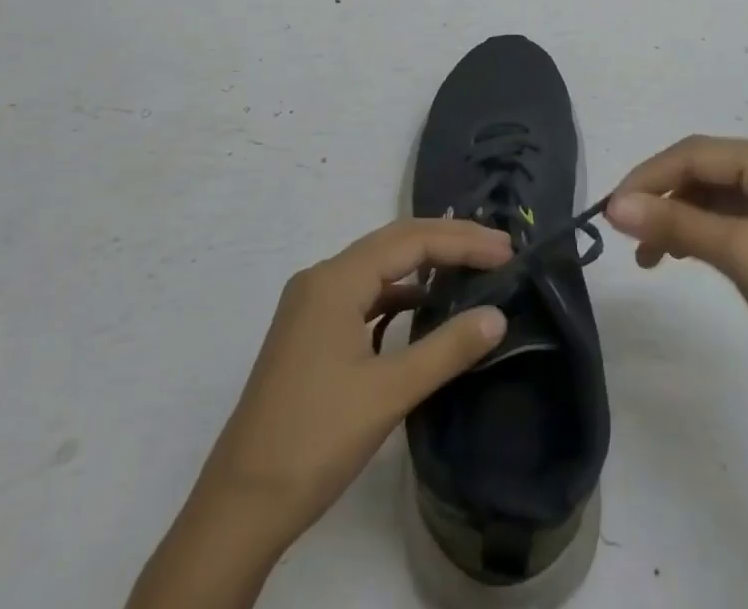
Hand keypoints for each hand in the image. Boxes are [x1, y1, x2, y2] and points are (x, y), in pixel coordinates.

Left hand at [202, 217, 512, 530]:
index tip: (507, 252)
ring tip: (471, 269)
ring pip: (378, 267)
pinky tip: (423, 306)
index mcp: (335, 280)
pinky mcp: (310, 331)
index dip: (463, 242)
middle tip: (499, 250)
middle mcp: (321, 278)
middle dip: (448, 242)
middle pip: (394, 243)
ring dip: (424, 264)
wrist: (240, 505)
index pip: (411, 241)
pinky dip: (399, 292)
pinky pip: (364, 293)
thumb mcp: (388, 393)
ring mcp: (312, 304)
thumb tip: (498, 315)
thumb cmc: (315, 440)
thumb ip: (447, 349)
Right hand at [606, 136, 747, 403]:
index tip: (608, 211)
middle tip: (623, 233)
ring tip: (647, 255)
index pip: (697, 153)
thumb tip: (613, 205)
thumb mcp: (742, 256)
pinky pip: (729, 222)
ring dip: (677, 218)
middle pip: (704, 170)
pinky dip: (699, 234)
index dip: (649, 177)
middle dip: (662, 197)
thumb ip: (677, 224)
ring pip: (713, 197)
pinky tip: (678, 256)